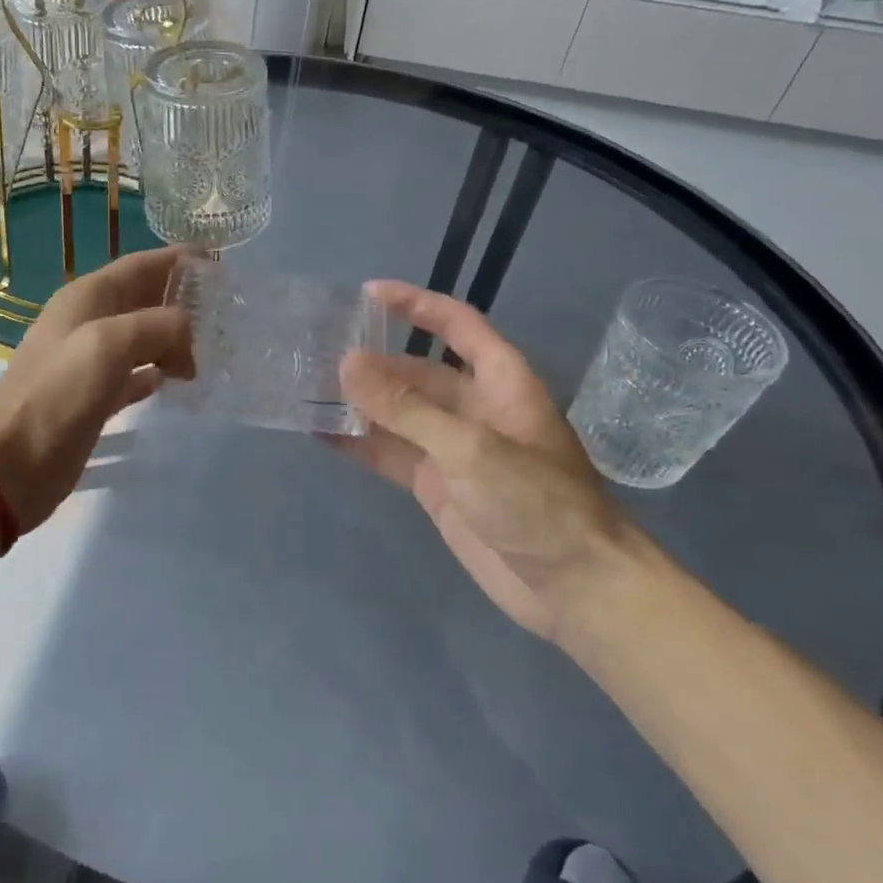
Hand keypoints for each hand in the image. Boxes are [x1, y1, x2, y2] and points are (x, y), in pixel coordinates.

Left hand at [0, 245, 193, 533]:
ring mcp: (90, 362)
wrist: (13, 460)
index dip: (177, 260)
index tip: (219, 261)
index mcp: (87, 297)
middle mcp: (88, 322)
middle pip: (143, 300)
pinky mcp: (94, 398)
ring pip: (142, 338)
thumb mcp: (110, 343)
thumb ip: (158, 326)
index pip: (140, 265)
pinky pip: (135, 375)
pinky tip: (179, 381)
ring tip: (213, 347)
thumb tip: (187, 338)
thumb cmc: (59, 392)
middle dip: (181, 301)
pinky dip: (157, 373)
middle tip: (226, 312)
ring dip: (174, 339)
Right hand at [337, 281, 641, 641]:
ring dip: (360, 403)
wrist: (574, 588)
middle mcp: (474, 407)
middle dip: (373, 362)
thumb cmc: (536, 502)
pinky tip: (322, 434)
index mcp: (499, 381)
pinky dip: (360, 444)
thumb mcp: (469, 447)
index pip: (456, 324)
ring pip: (398, 414)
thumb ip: (406, 407)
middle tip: (317, 353)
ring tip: (307, 388)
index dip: (416, 304)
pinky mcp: (436, 486)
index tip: (367, 293)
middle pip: (417, 372)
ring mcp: (452, 448)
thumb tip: (347, 362)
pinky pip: (391, 454)